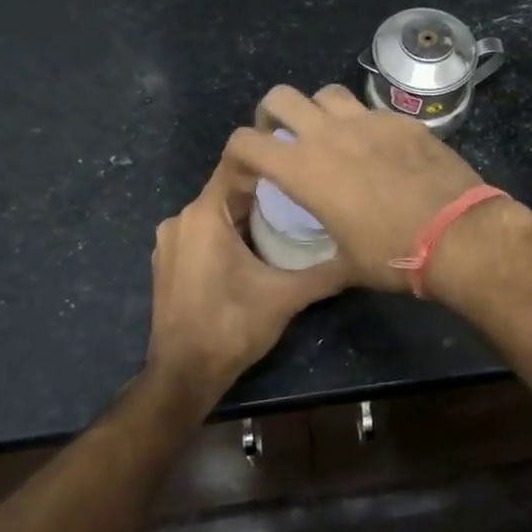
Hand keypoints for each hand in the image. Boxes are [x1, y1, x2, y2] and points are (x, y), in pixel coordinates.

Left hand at [145, 157, 349, 400]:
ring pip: (217, 213)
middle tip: (306, 193)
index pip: (237, 164)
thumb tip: (363, 257)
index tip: (303, 158)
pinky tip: (258, 247)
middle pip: (229, 189)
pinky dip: (229, 232)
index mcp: (204, 216)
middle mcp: (180, 219)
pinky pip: (204, 232)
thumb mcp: (286, 298)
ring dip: (248, 213)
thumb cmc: (231, 327)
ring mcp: (170, 241)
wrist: (183, 375)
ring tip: (290, 219)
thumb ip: (325, 273)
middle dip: (266, 190)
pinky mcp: (169, 262)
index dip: (271, 157)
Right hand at [222, 84, 515, 293]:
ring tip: (329, 135)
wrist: (458, 234)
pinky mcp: (403, 120)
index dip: (236, 155)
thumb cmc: (393, 254)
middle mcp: (329, 134)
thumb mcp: (347, 263)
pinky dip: (363, 123)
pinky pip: (371, 109)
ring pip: (327, 93)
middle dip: (271, 115)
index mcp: (303, 169)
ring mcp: (369, 121)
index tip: (247, 172)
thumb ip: (324, 253)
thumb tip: (324, 264)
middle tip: (282, 138)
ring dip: (318, 110)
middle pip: (281, 98)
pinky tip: (378, 148)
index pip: (245, 143)